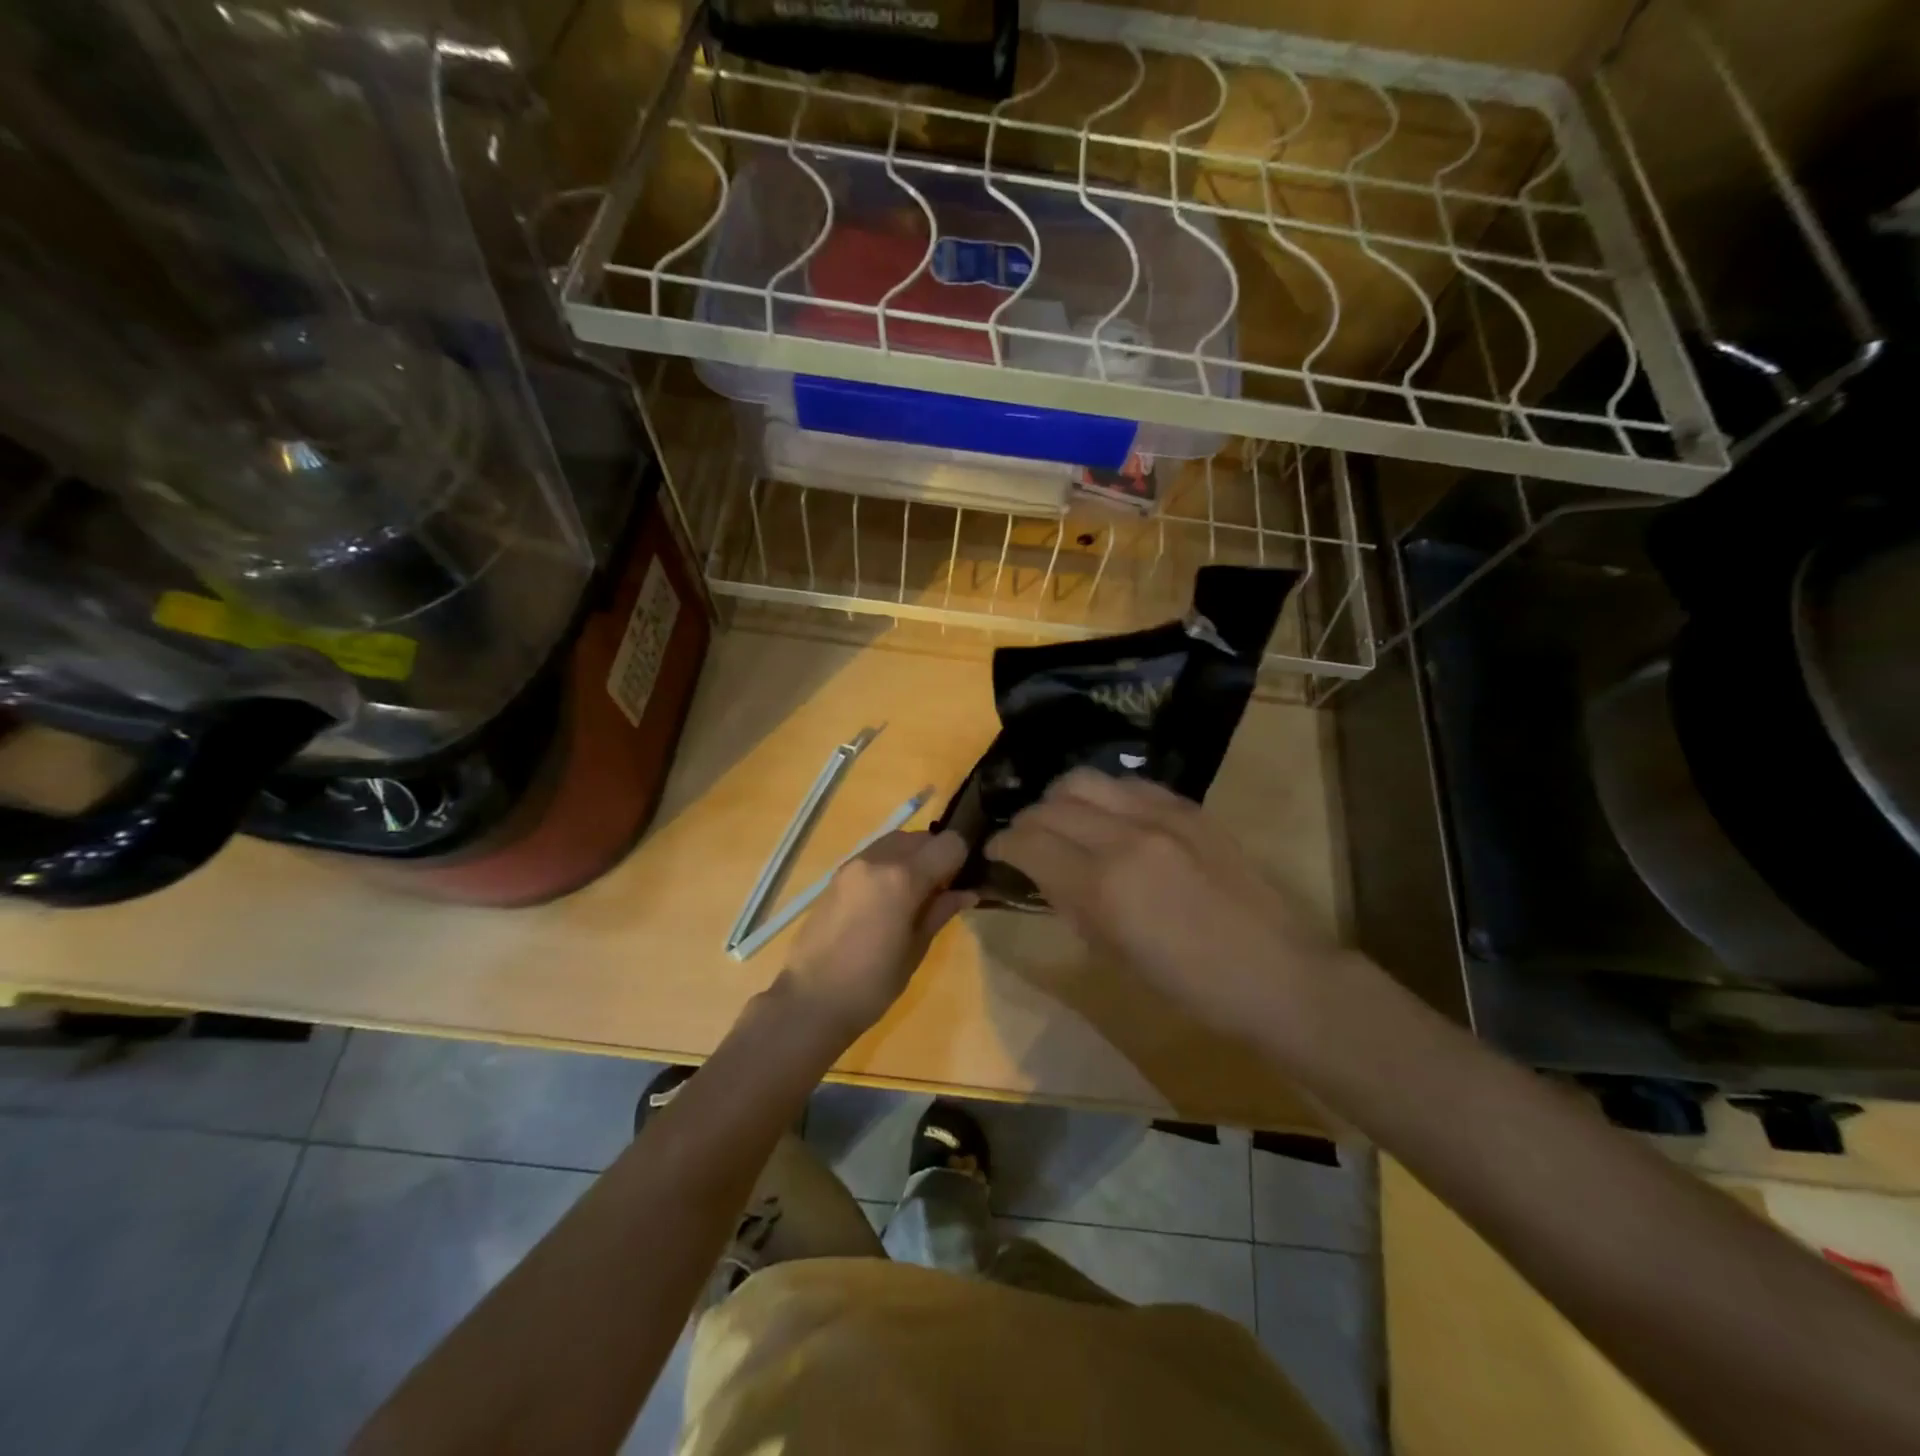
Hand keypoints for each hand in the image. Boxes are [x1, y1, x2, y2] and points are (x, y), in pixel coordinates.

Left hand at [780, 830, 973, 1040]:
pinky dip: (890, 863)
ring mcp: (854, 864)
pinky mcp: (837, 875)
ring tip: (914, 894)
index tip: (962, 882)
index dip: (962, 859)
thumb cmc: (872, 984)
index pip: (949, 844)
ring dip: (912, 856)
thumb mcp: (916, 949)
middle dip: (937, 855)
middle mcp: (878, 859)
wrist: (810, 1000)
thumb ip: (940, 911)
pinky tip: (888, 898)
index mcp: (903, 877)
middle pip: (922, 837)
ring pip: (896, 841)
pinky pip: (874, 854)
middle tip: (941, 891)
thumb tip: (967, 892)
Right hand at [985, 769, 1338, 1037]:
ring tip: (1063, 820)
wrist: (1274, 972)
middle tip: (1025, 841)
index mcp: (1102, 885)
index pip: (1028, 842)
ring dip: (1061, 798)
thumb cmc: (1189, 985)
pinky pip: (1129, 783)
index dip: (1001, 844)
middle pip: (1051, 805)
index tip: (995, 852)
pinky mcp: (1188, 807)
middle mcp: (1124, 836)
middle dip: (1026, 822)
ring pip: (1085, 779)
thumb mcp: (1113, 955)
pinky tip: (1108, 815)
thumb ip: (1071, 905)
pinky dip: (1105, 794)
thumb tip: (1044, 875)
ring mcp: (1160, 814)